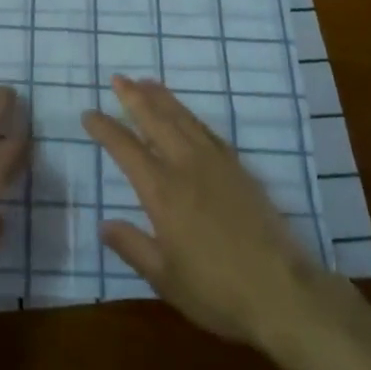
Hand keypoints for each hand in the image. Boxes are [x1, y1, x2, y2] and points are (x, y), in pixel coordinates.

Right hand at [83, 74, 342, 346]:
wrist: (281, 290)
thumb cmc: (217, 290)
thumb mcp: (165, 278)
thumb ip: (133, 247)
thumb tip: (104, 224)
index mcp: (162, 191)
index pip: (126, 149)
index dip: (106, 129)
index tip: (89, 114)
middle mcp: (186, 166)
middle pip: (155, 120)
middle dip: (134, 98)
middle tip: (118, 79)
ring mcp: (215, 163)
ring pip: (183, 119)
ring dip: (162, 98)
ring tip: (147, 82)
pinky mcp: (239, 169)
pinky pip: (208, 131)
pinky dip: (190, 116)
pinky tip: (186, 116)